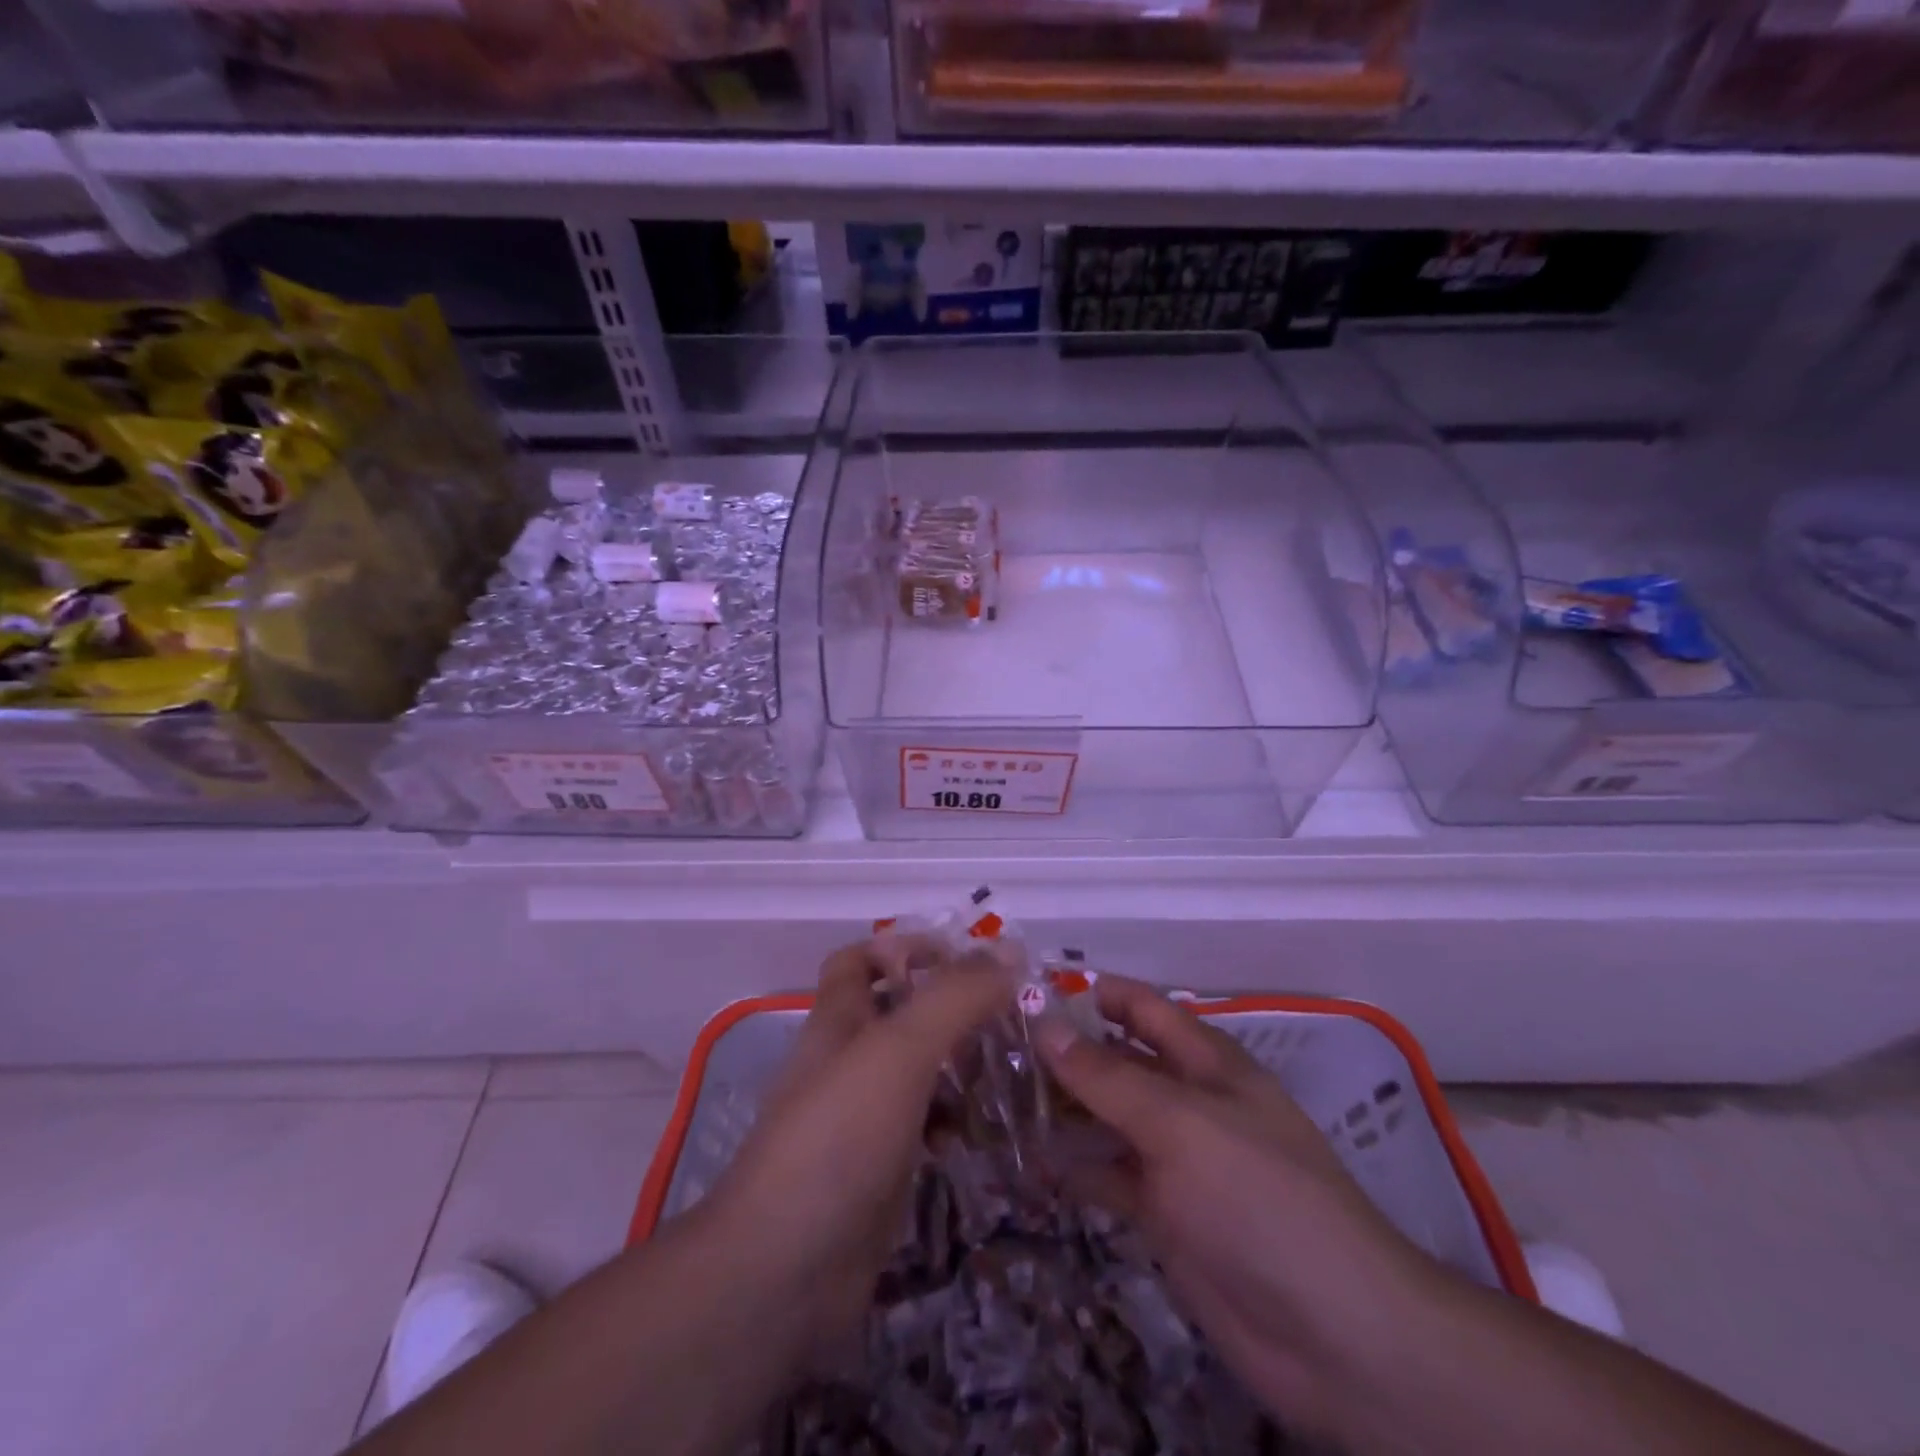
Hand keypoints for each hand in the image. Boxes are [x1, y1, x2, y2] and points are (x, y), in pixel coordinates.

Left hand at [700, 935, 1012, 1358]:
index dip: (903, 947)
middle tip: (1008, 1017)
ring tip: (1009, 1072)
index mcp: (838, 1020)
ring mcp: (860, 1119)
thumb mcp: (900, 1050)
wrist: (783, 1271)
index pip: (859, 960)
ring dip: (958, 1067)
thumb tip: (1008, 951)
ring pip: (917, 1073)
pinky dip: (952, 1123)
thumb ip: (954, 997)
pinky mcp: (878, 1170)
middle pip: (898, 1015)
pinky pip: (923, 1128)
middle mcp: (846, 1061)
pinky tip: (980, 1136)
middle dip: (951, 1009)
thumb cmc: (839, 1136)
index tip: (963, 959)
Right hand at [1036, 975, 1445, 1441]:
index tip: (1026, 990)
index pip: (1141, 1007)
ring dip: (1062, 1108)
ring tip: (997, 1098)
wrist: (1333, 1337)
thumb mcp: (1178, 1123)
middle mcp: (1188, 1100)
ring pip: (1108, 1118)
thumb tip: (1042, 1022)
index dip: (1092, 993)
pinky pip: (1109, 1176)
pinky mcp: (1163, 1214)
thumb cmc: (1258, 1199)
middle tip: (993, 1047)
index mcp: (1206, 1062)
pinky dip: (1073, 1167)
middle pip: (1118, 1060)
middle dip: (1065, 1050)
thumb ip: (1107, 1076)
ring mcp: (1175, 1158)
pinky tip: (1028, 1162)